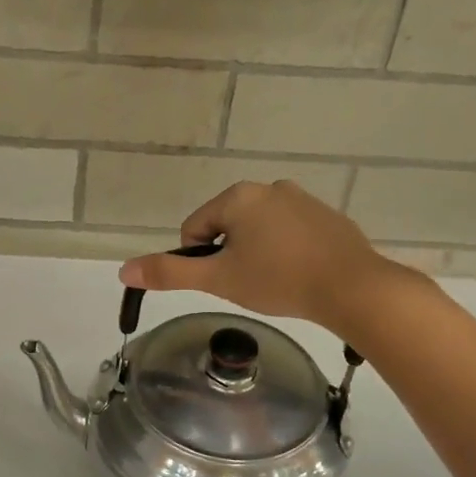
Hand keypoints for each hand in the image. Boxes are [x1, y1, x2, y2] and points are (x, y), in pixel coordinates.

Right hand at [117, 179, 411, 328]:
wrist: (352, 288)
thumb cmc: (278, 280)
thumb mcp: (218, 279)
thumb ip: (170, 273)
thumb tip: (123, 270)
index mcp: (238, 197)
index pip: (194, 229)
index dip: (201, 260)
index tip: (224, 280)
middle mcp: (269, 188)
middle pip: (227, 227)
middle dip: (230, 255)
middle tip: (249, 284)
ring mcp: (302, 199)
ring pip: (258, 230)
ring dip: (257, 253)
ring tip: (275, 281)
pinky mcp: (327, 216)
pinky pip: (289, 233)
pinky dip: (285, 252)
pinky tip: (299, 274)